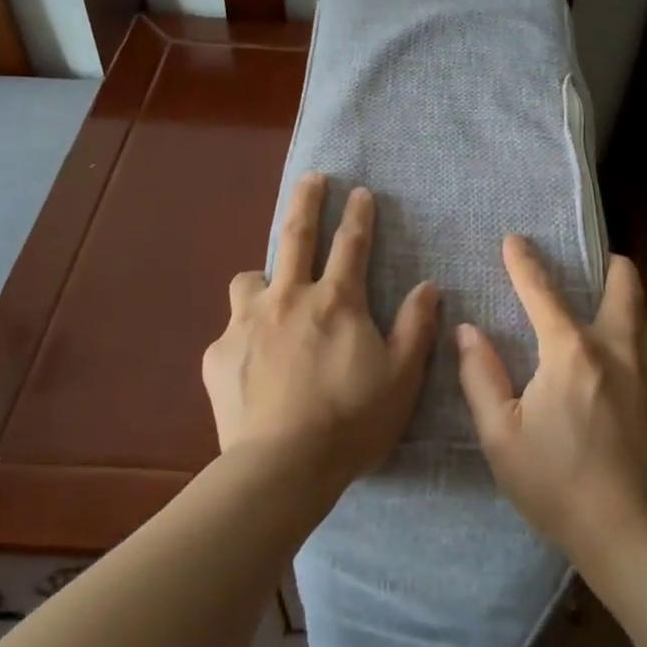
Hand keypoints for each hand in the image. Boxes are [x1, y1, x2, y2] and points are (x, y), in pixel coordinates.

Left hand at [203, 173, 441, 487]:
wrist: (282, 467)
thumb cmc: (352, 420)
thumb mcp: (402, 376)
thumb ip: (415, 326)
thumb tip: (428, 286)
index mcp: (336, 301)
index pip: (351, 244)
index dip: (359, 214)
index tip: (360, 191)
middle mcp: (288, 298)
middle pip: (295, 234)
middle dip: (307, 200)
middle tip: (312, 178)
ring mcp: (247, 323)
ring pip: (249, 279)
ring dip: (263, 278)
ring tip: (270, 293)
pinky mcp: (218, 353)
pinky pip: (231, 331)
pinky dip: (245, 336)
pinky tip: (251, 363)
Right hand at [456, 236, 646, 563]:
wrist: (633, 534)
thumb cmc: (556, 484)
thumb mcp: (501, 436)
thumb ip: (480, 376)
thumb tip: (468, 331)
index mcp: (570, 353)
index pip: (542, 291)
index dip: (524, 261)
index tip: (516, 239)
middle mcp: (620, 350)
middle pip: (626, 286)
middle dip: (612, 267)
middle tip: (602, 265)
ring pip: (645, 322)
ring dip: (627, 314)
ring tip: (611, 330)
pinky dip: (640, 363)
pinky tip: (630, 395)